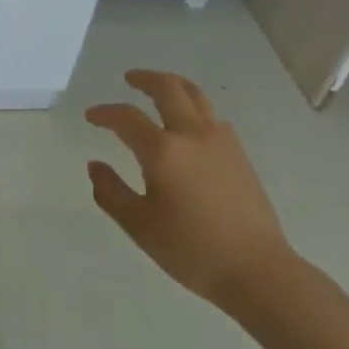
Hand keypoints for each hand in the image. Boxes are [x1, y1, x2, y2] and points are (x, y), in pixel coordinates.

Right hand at [86, 70, 296, 312]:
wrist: (257, 270)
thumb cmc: (192, 250)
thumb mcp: (140, 227)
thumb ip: (111, 193)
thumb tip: (95, 165)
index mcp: (162, 151)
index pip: (126, 117)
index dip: (105, 113)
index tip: (91, 116)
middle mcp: (191, 134)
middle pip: (167, 88)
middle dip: (145, 78)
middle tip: (129, 79)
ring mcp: (219, 140)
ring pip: (195, 95)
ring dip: (173, 85)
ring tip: (160, 88)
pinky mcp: (238, 153)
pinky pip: (212, 116)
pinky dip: (194, 107)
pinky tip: (190, 124)